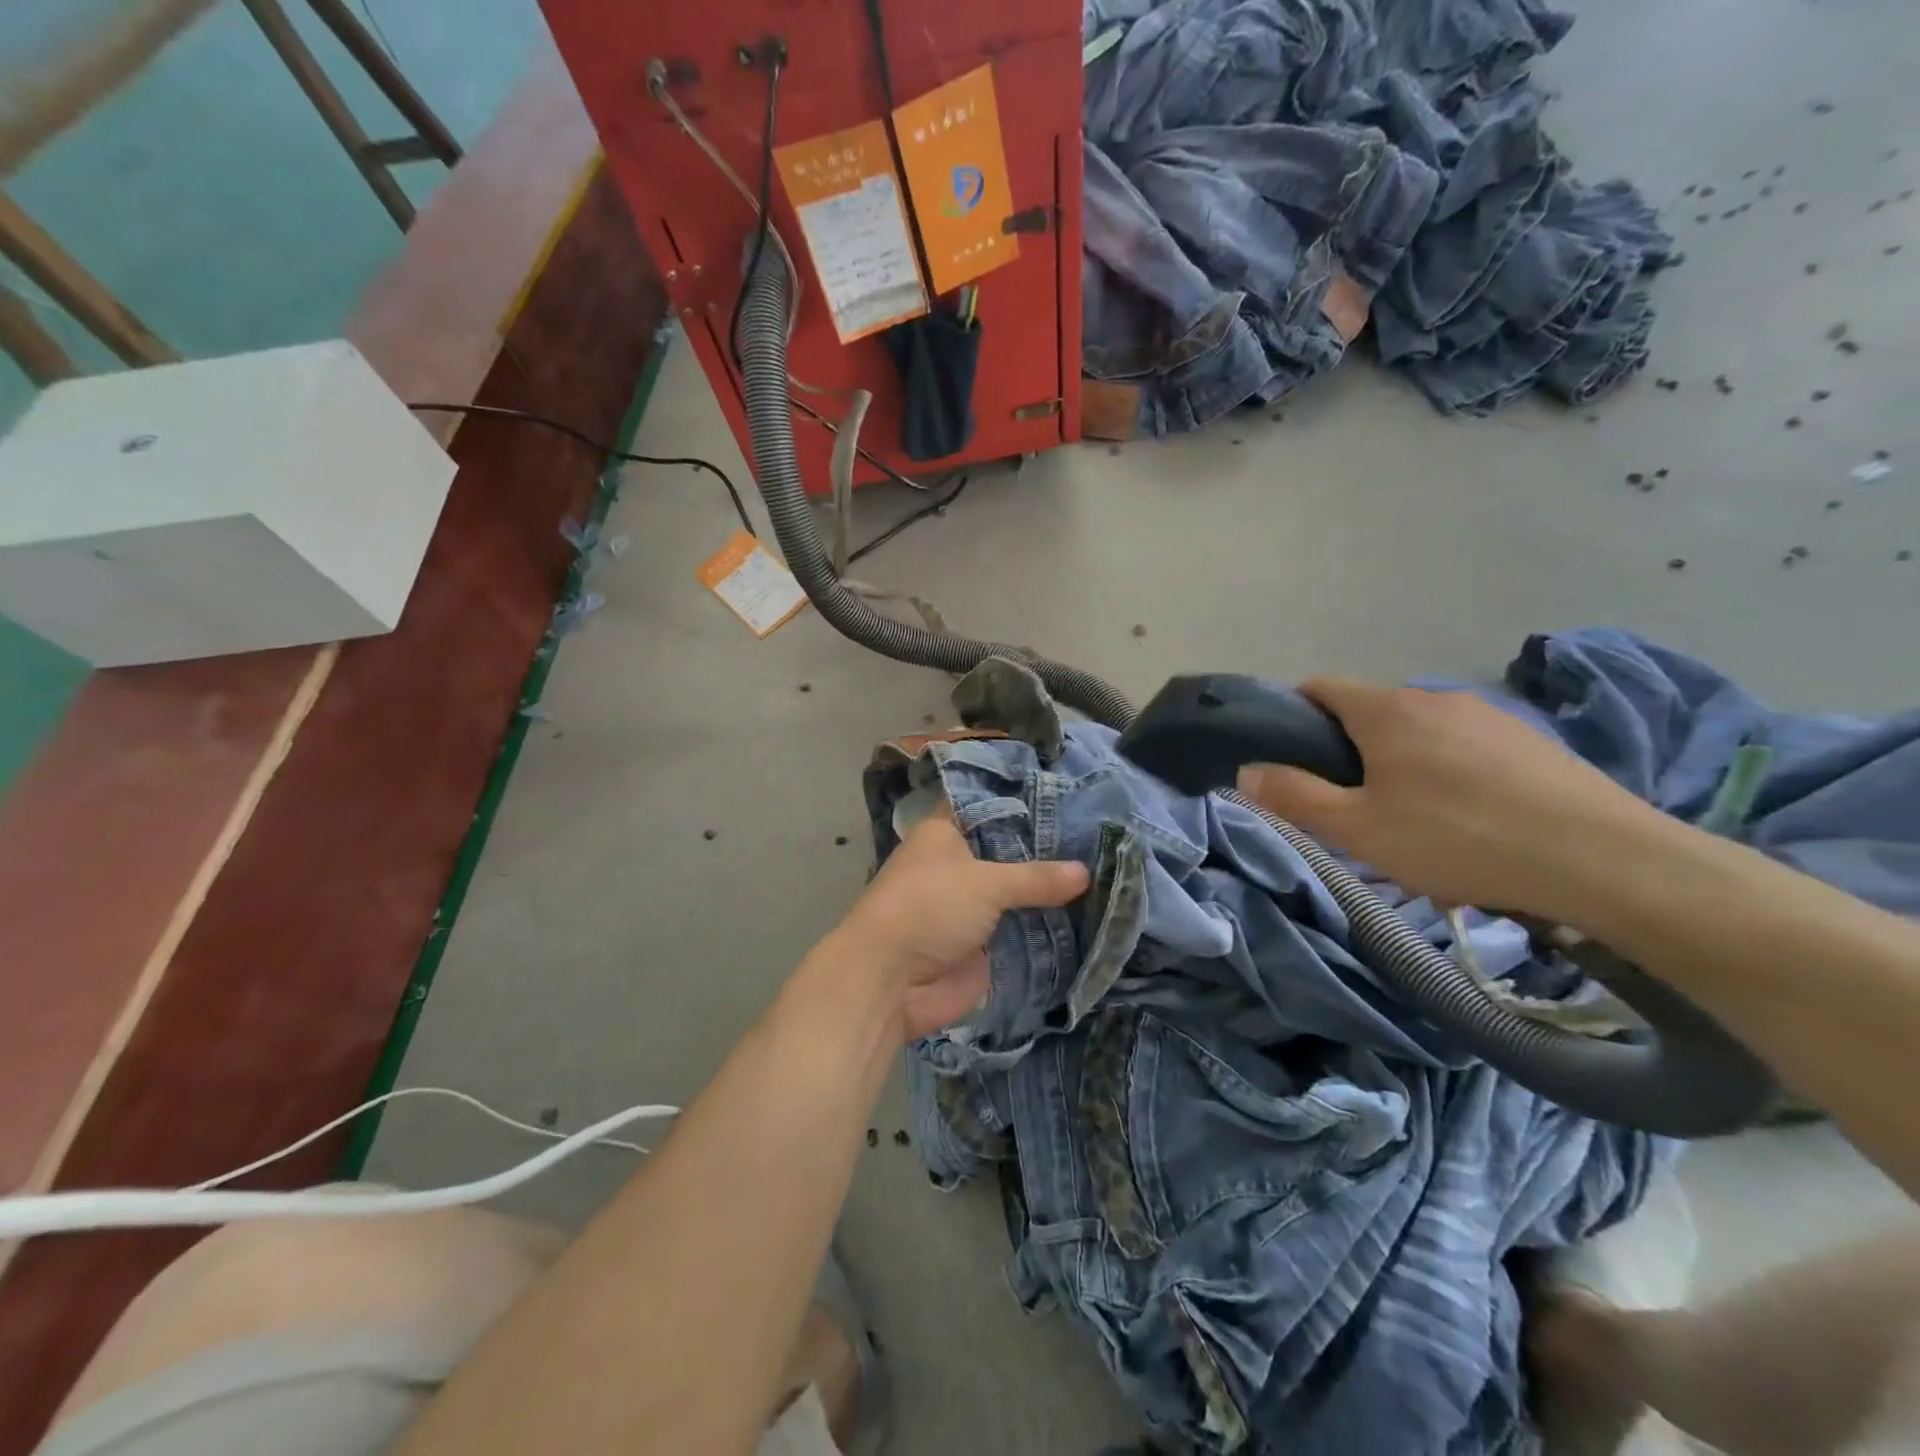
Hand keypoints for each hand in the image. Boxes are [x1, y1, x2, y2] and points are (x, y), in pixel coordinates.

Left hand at [827, 810, 1088, 1041]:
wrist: (891, 981)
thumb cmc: (928, 908)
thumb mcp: (985, 883)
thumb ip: (1035, 877)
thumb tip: (1085, 872)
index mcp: (946, 833)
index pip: (989, 804)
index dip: (1024, 799)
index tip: (1071, 792)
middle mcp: (959, 864)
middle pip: (1011, 850)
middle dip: (1049, 848)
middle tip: (1102, 833)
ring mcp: (973, 906)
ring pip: (1019, 892)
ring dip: (1053, 891)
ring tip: (1110, 870)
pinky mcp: (984, 944)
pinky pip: (1023, 930)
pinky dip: (1049, 927)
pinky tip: (1095, 914)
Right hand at [1234, 677, 1666, 921]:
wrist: (1607, 861)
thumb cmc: (1460, 839)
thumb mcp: (1359, 830)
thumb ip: (1294, 797)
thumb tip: (1247, 770)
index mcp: (1386, 710)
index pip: (1319, 687)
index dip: (1293, 716)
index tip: (1291, 760)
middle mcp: (1434, 698)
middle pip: (1369, 714)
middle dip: (1349, 754)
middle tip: (1354, 811)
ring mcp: (1489, 716)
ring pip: (1419, 735)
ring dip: (1400, 768)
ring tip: (1415, 827)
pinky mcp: (1531, 741)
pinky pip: (1465, 750)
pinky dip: (1449, 777)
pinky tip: (1470, 826)